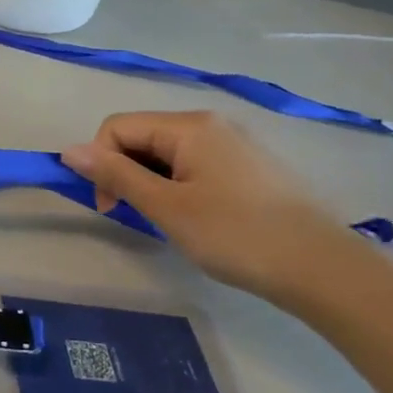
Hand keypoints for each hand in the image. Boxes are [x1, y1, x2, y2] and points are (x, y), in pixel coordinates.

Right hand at [60, 111, 361, 300]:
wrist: (324, 268)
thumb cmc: (236, 235)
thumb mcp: (166, 206)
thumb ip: (116, 174)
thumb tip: (68, 150)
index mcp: (188, 126)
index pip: (117, 127)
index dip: (100, 163)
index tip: (111, 207)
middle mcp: (210, 123)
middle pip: (142, 136)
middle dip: (125, 171)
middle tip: (136, 216)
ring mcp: (234, 143)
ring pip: (167, 152)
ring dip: (151, 181)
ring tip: (167, 220)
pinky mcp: (249, 166)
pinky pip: (194, 164)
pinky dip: (178, 185)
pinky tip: (195, 216)